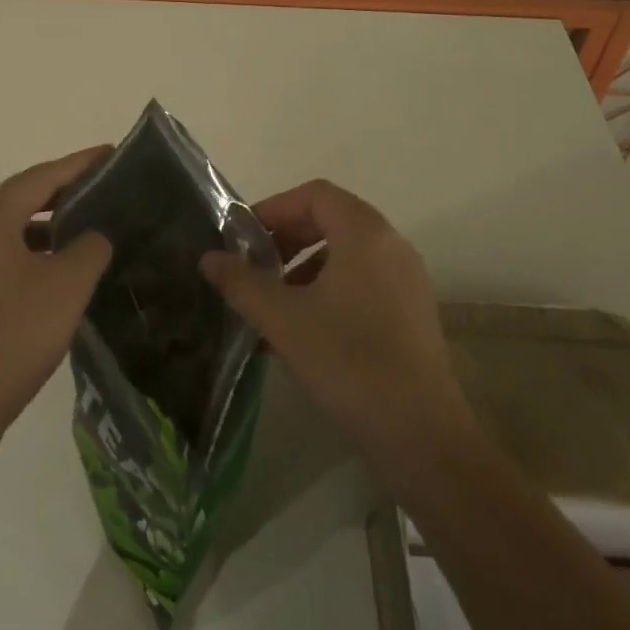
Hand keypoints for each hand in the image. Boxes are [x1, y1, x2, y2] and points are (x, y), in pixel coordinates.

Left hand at [0, 147, 113, 473]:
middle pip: (16, 199)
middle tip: (98, 192)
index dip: (79, 164)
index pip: (41, 177)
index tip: (110, 153)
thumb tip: (90, 236)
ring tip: (76, 234)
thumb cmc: (9, 339)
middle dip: (58, 194)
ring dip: (38, 229)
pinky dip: (17, 255)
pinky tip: (41, 275)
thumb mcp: (66, 288)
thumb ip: (89, 248)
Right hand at [201, 179, 474, 494]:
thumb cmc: (347, 362)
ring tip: (273, 307)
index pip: (314, 195)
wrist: (421, 434)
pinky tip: (302, 333)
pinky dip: (327, 291)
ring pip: (345, 255)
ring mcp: (407, 280)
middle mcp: (392, 246)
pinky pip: (362, 282)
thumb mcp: (283, 319)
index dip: (274, 208)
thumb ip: (242, 283)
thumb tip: (209, 258)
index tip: (243, 238)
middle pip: (331, 220)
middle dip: (286, 240)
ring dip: (303, 269)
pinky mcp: (412, 312)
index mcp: (365, 234)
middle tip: (254, 269)